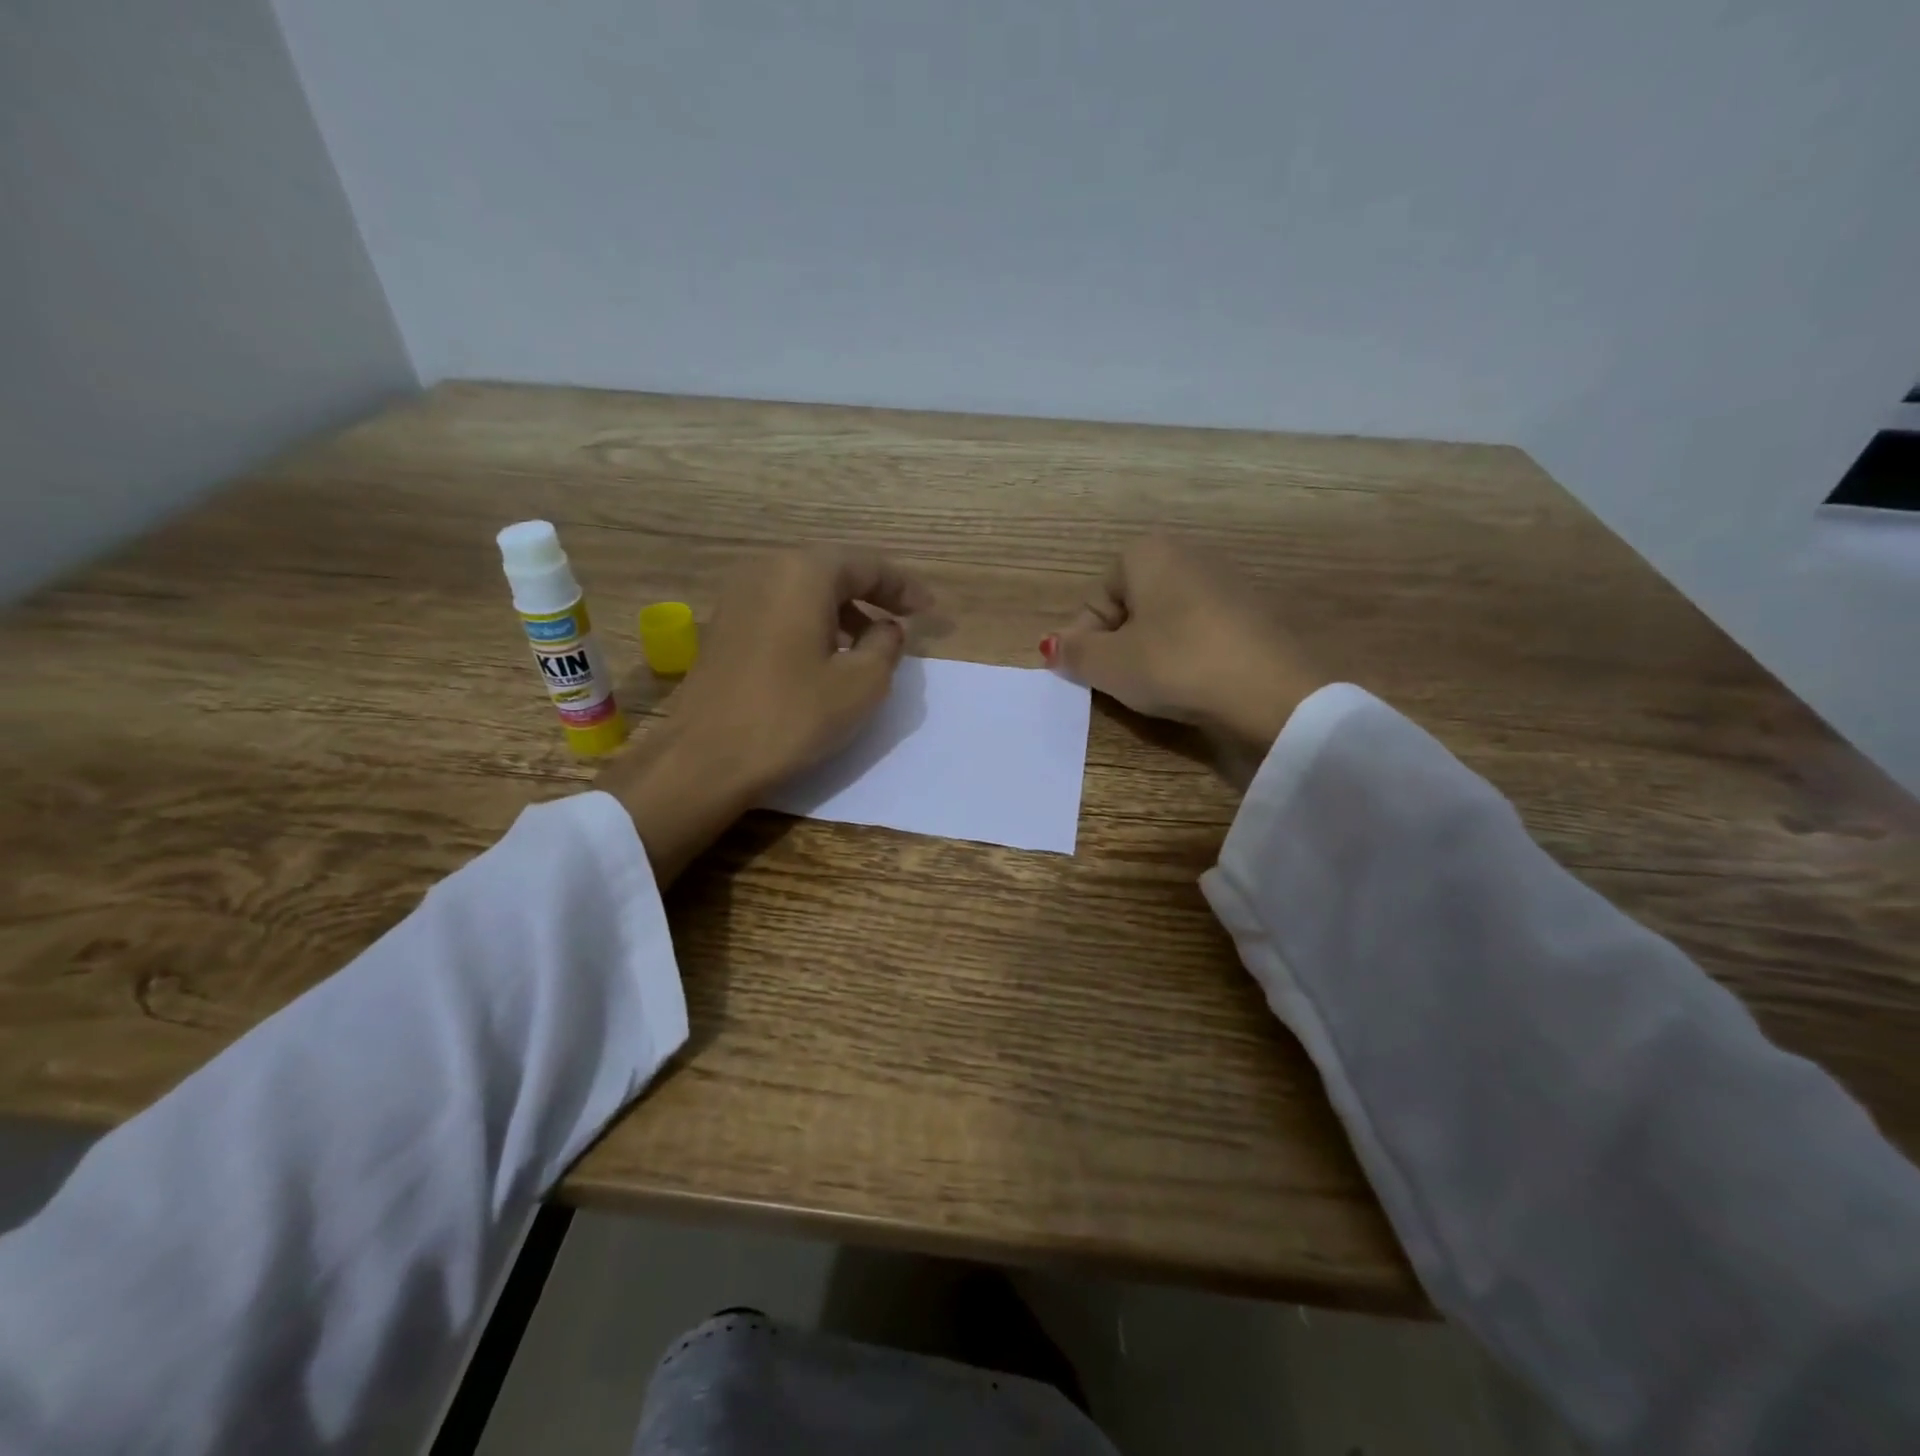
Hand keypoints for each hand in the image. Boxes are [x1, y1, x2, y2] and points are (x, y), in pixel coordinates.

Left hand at [599, 546, 931, 882]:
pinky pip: (780, 609)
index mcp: (804, 573)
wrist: (706, 758)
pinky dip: (810, 622)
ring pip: (804, 590)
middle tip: (902, 620)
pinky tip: (824, 655)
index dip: (903, 587)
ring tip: (867, 642)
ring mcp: (737, 597)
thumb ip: (886, 645)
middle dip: (871, 594)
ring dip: (841, 610)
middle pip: (833, 571)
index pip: (867, 565)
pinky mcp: (723, 626)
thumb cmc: (793, 716)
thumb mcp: (862, 684)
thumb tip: (886, 627)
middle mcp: (766, 570)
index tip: (930, 611)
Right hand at [1043, 535, 1324, 756]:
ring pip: (1164, 621)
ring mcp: (1225, 582)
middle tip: (1118, 683)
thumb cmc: (1175, 665)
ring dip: (1149, 652)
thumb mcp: (1109, 665)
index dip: (1084, 640)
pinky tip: (1192, 684)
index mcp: (1147, 553)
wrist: (1271, 692)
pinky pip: (1198, 633)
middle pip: (1129, 607)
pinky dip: (1186, 656)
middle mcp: (1187, 555)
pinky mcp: (1252, 614)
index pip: (1095, 599)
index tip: (1088, 675)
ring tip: (1155, 688)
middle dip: (1117, 645)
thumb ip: (1073, 653)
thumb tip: (1053, 647)